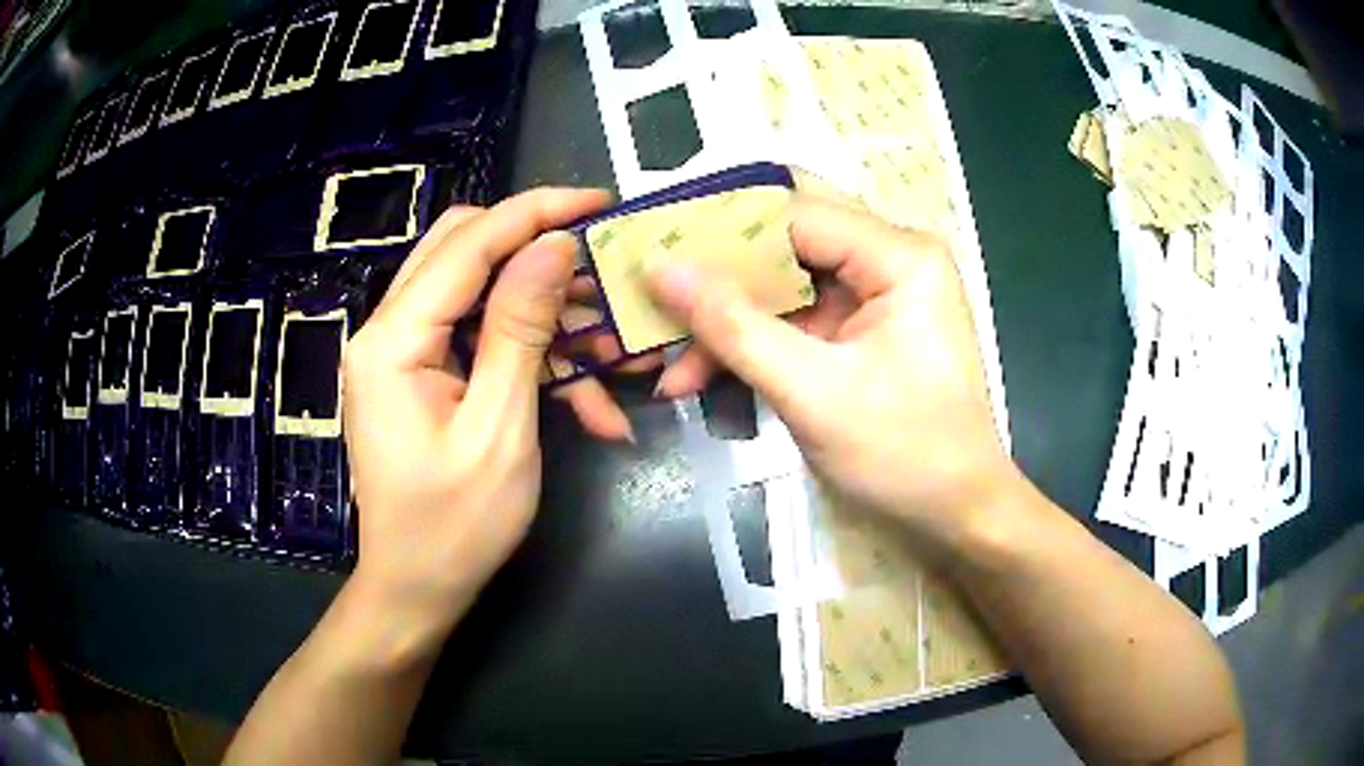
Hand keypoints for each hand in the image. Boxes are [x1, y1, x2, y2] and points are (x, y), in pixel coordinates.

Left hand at [341, 188, 608, 645]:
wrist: (417, 590)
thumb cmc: (455, 527)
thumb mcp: (500, 429)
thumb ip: (520, 329)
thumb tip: (552, 246)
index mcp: (394, 340)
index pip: (467, 244)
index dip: (535, 212)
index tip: (598, 201)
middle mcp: (389, 331)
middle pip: (463, 251)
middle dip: (536, 250)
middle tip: (598, 263)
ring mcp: (404, 353)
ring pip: (478, 294)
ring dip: (546, 316)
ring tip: (610, 352)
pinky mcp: (422, 376)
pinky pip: (480, 341)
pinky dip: (533, 359)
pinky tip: (587, 405)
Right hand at [648, 197, 1016, 543]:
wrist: (958, 515)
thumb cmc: (906, 455)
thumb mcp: (813, 393)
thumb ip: (735, 327)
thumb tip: (661, 269)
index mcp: (898, 255)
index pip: (792, 212)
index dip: (718, 228)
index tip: (653, 250)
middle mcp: (889, 258)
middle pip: (786, 238)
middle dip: (717, 274)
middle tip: (655, 295)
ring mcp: (875, 294)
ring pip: (781, 283)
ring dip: (726, 320)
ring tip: (668, 363)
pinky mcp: (860, 329)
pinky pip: (793, 318)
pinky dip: (750, 344)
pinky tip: (702, 377)